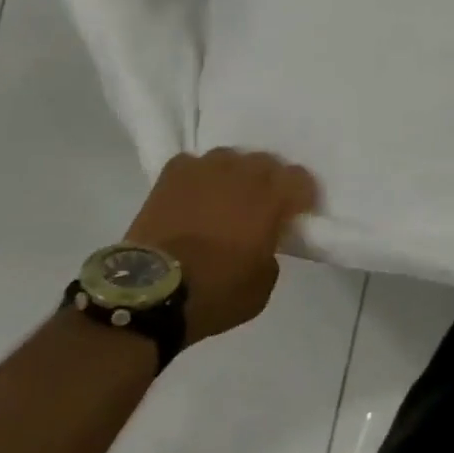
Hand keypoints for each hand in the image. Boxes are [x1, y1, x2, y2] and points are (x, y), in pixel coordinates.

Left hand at [125, 150, 318, 344]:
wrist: (150, 293)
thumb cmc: (215, 293)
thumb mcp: (262, 286)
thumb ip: (271, 253)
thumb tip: (262, 241)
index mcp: (271, 198)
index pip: (300, 178)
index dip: (302, 196)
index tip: (297, 214)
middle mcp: (243, 173)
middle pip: (266, 163)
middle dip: (269, 183)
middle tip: (261, 208)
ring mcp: (206, 168)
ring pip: (231, 159)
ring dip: (234, 176)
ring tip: (225, 198)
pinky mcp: (174, 173)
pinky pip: (194, 165)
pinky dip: (199, 178)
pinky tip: (194, 196)